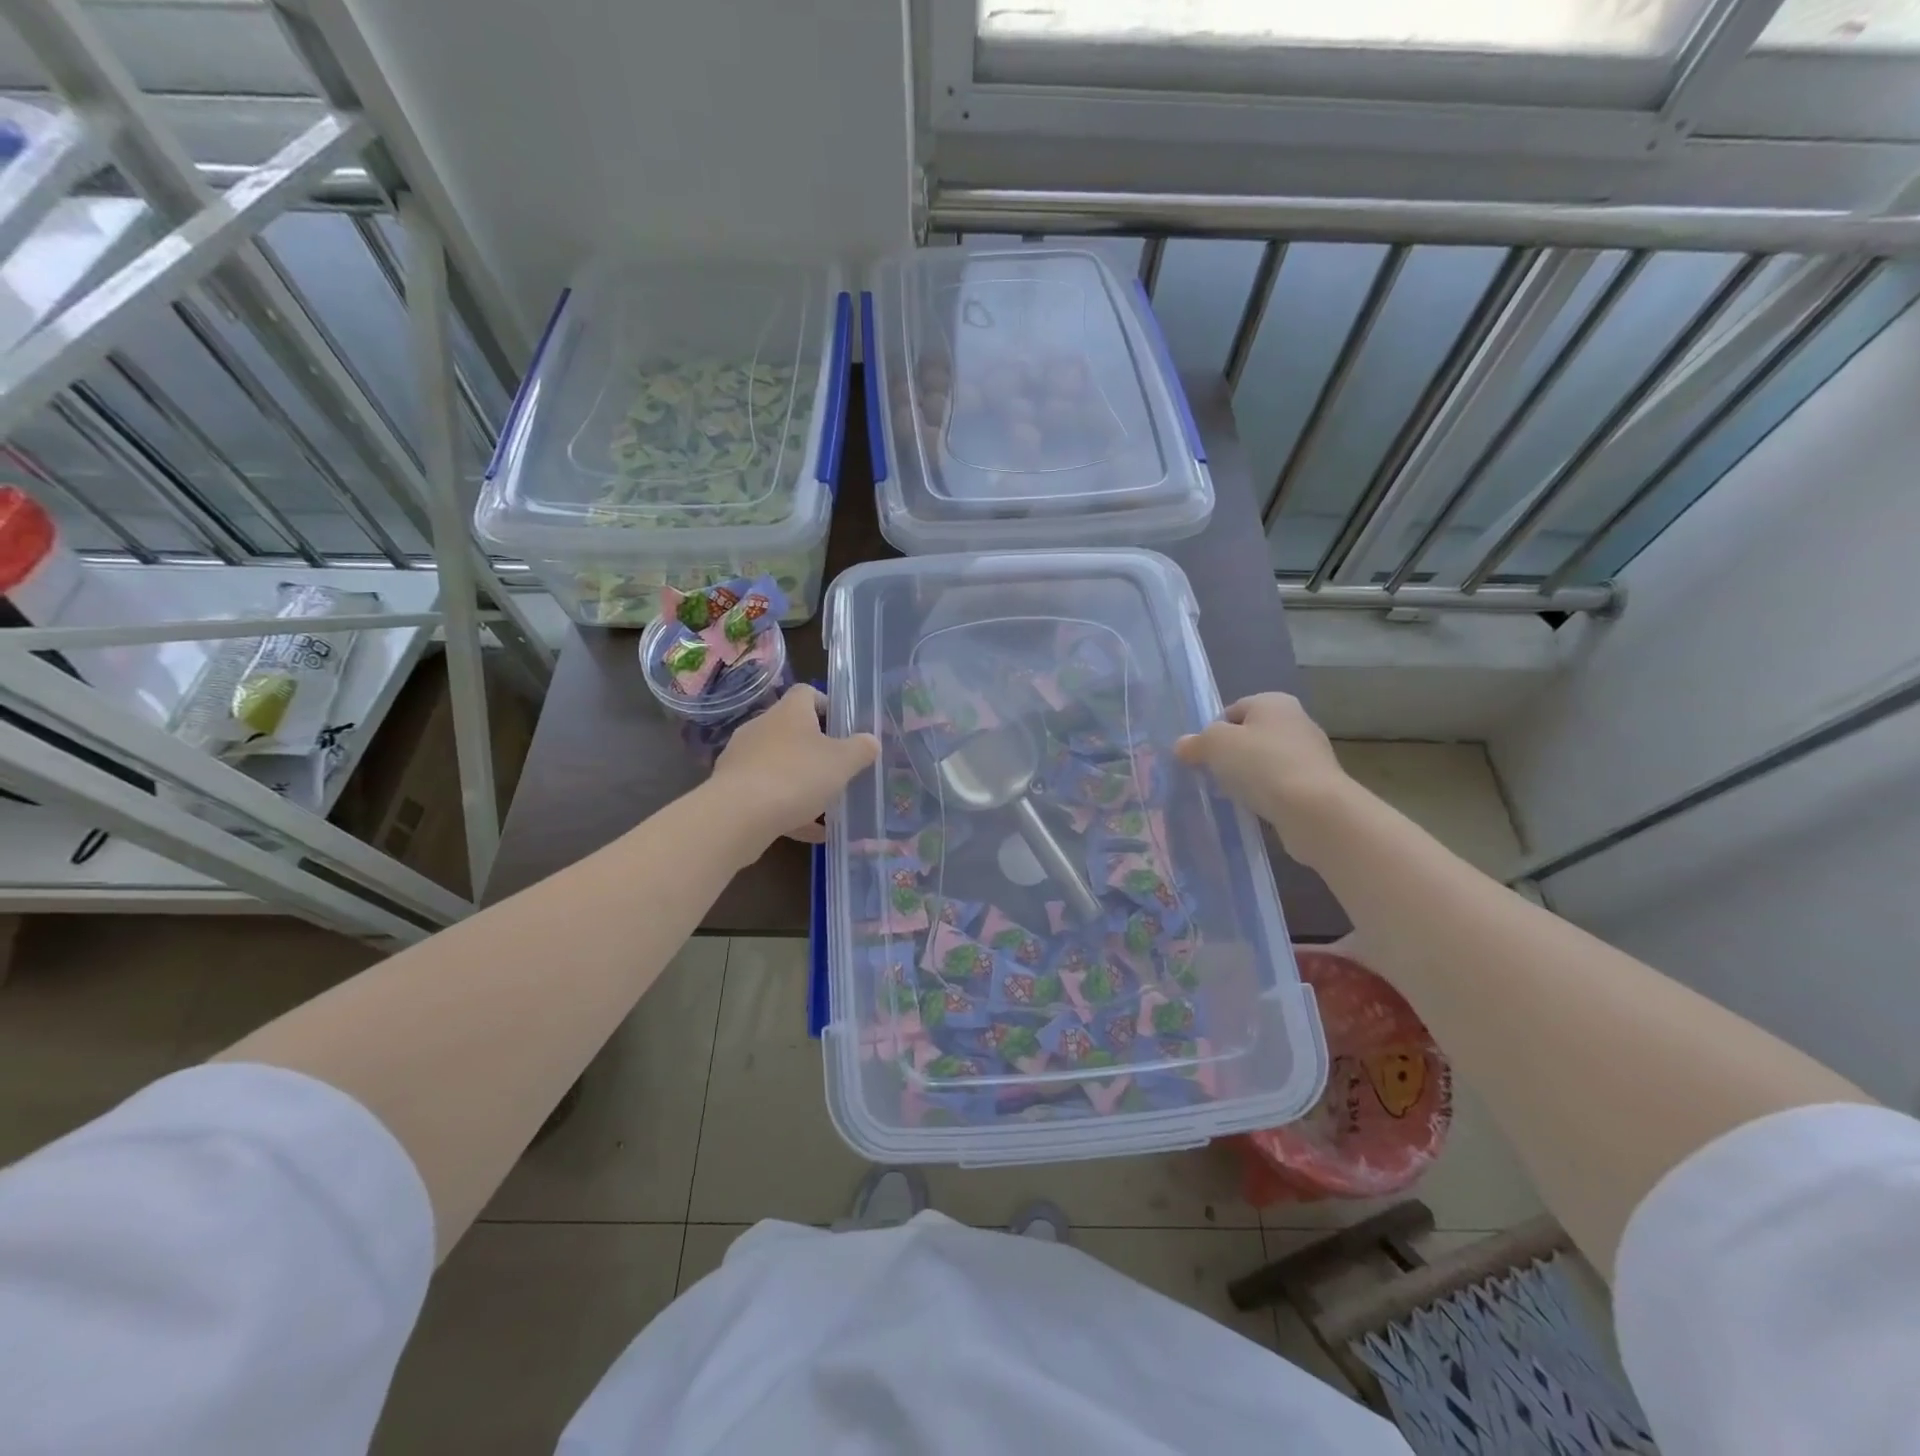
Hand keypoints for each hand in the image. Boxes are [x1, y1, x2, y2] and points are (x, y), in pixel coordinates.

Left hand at [708, 686, 879, 848]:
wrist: (738, 815)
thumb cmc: (797, 776)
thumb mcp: (842, 762)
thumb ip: (861, 749)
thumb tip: (870, 740)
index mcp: (789, 712)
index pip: (807, 693)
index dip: (827, 705)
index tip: (843, 726)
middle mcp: (762, 727)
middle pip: (792, 730)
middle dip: (816, 749)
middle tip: (839, 768)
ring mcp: (743, 758)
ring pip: (779, 764)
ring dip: (802, 780)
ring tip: (826, 804)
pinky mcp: (732, 788)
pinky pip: (767, 793)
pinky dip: (788, 807)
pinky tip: (810, 832)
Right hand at [1174, 694, 1353, 862]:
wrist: (1314, 809)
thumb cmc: (1262, 764)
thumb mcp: (1216, 745)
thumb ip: (1197, 742)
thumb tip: (1182, 745)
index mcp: (1274, 702)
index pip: (1232, 710)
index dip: (1212, 732)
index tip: (1200, 756)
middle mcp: (1296, 722)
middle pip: (1249, 736)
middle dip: (1229, 756)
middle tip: (1210, 776)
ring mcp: (1309, 755)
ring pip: (1264, 763)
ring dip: (1246, 777)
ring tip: (1230, 795)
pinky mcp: (1316, 785)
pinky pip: (1279, 785)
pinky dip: (1264, 795)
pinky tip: (1253, 808)